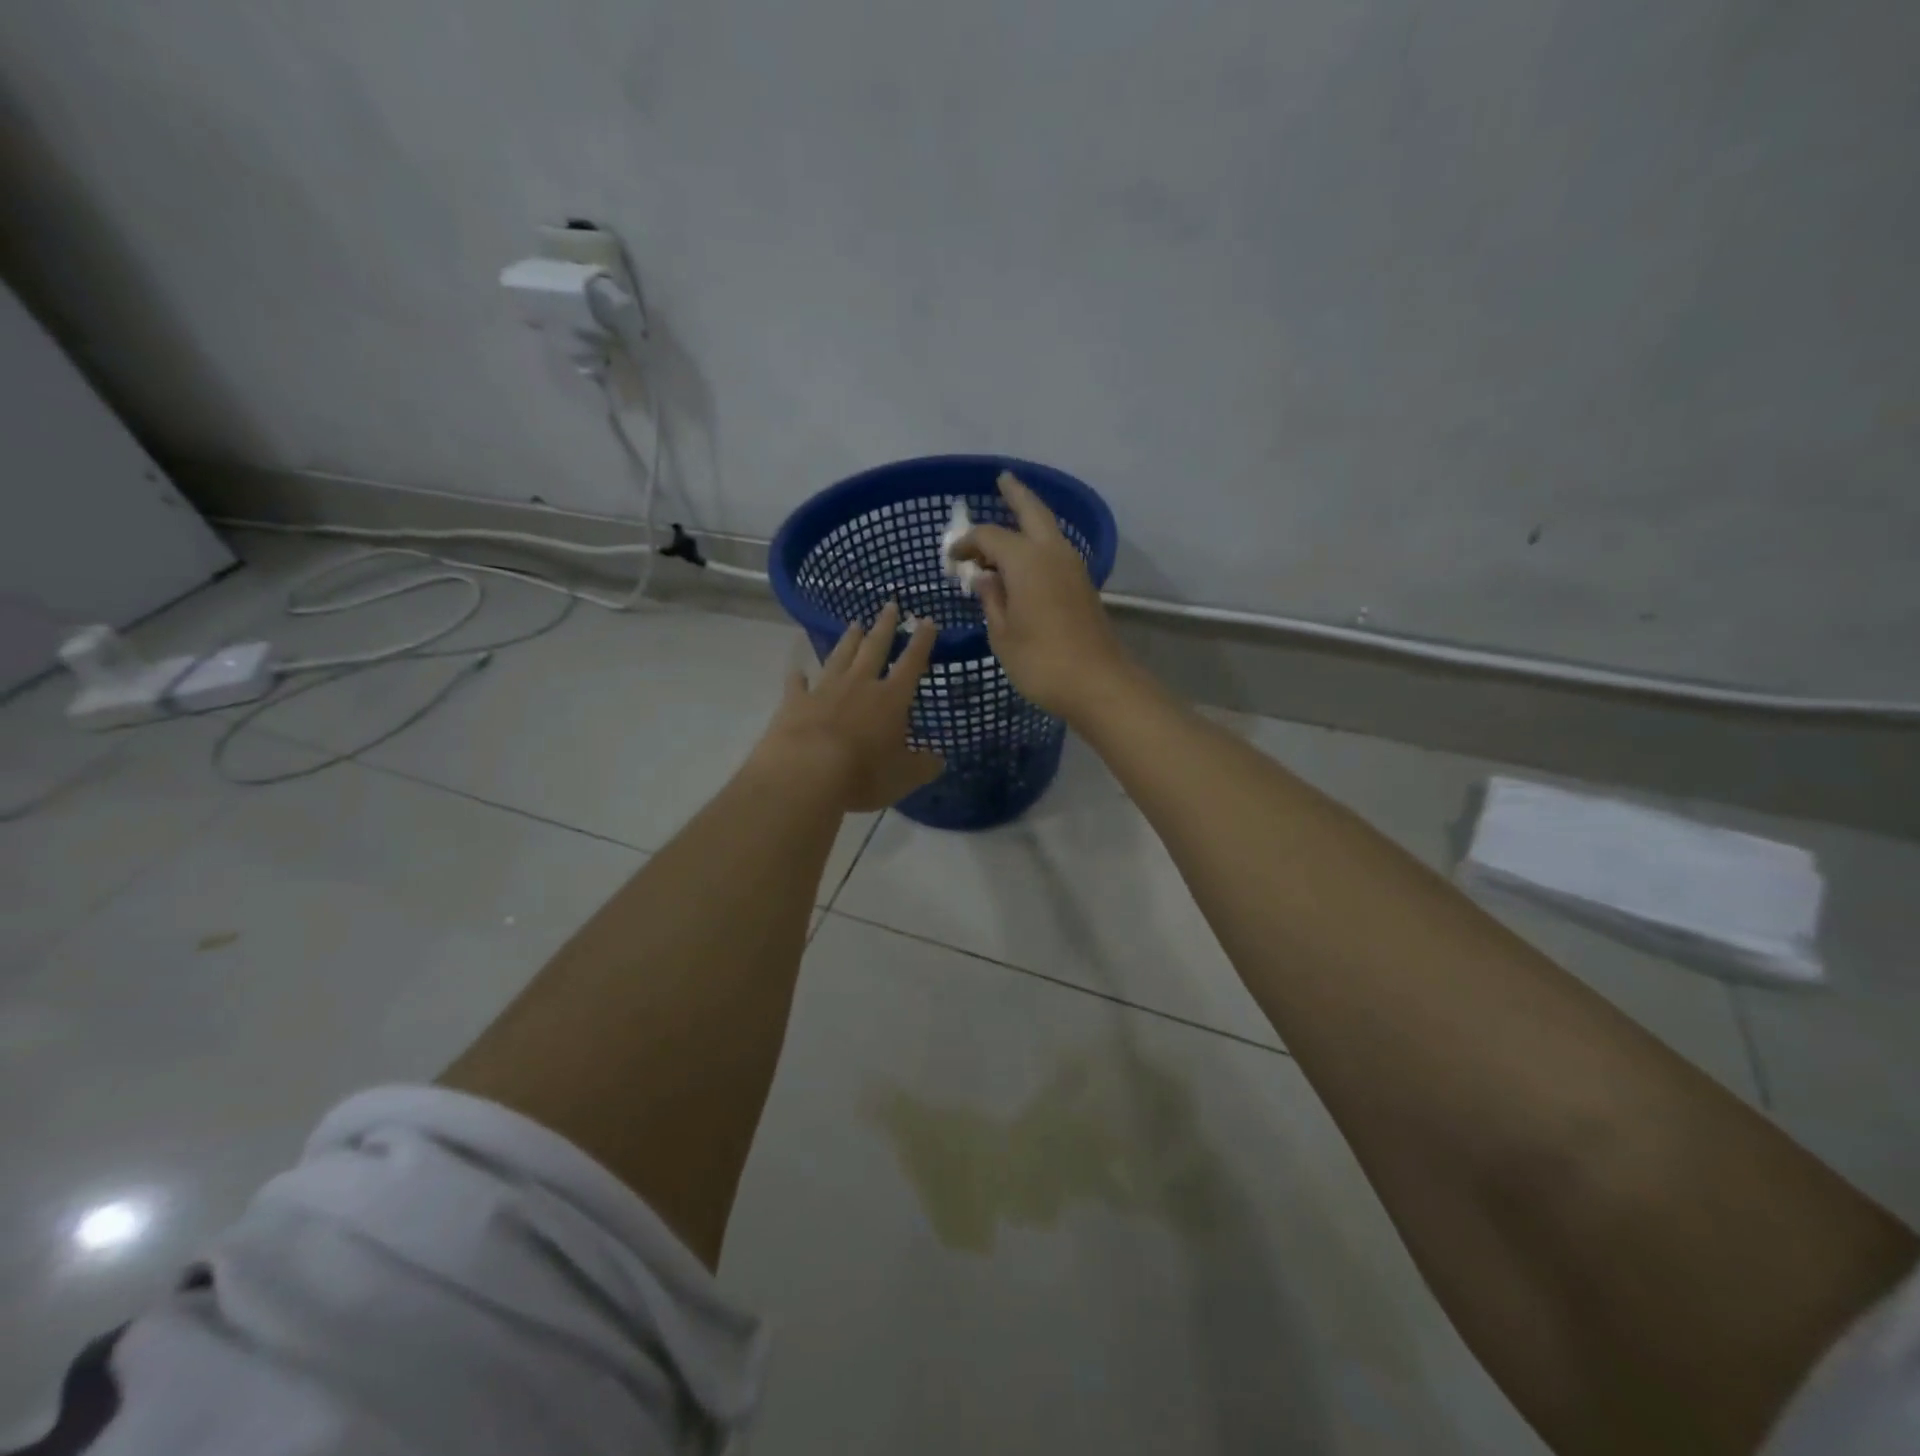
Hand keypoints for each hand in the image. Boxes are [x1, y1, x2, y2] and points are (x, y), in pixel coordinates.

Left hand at [752, 602, 945, 812]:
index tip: (927, 620)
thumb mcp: (904, 776)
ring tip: (855, 624)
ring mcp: (824, 690)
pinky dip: (799, 676)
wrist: (805, 773)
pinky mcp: (794, 702)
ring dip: (848, 640)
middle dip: (884, 626)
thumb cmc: (863, 774)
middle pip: (874, 648)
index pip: (912, 662)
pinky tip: (798, 671)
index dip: (921, 641)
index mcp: (891, 698)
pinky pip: (797, 684)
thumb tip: (939, 759)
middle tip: (890, 605)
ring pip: (839, 656)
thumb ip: (923, 765)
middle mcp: (859, 684)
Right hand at [954, 472, 1132, 720]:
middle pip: (1032, 512)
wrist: (1098, 683)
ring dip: (1029, 520)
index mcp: (1027, 561)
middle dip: (1016, 494)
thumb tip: (986, 579)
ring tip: (1010, 518)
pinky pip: (1055, 552)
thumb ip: (992, 601)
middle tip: (1002, 479)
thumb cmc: (1041, 661)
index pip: (990, 537)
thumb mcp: (1003, 635)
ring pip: (1048, 531)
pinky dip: (1038, 546)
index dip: (967, 544)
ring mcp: (1073, 568)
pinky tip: (1026, 560)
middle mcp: (1052, 554)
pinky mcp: (1083, 586)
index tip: (951, 558)